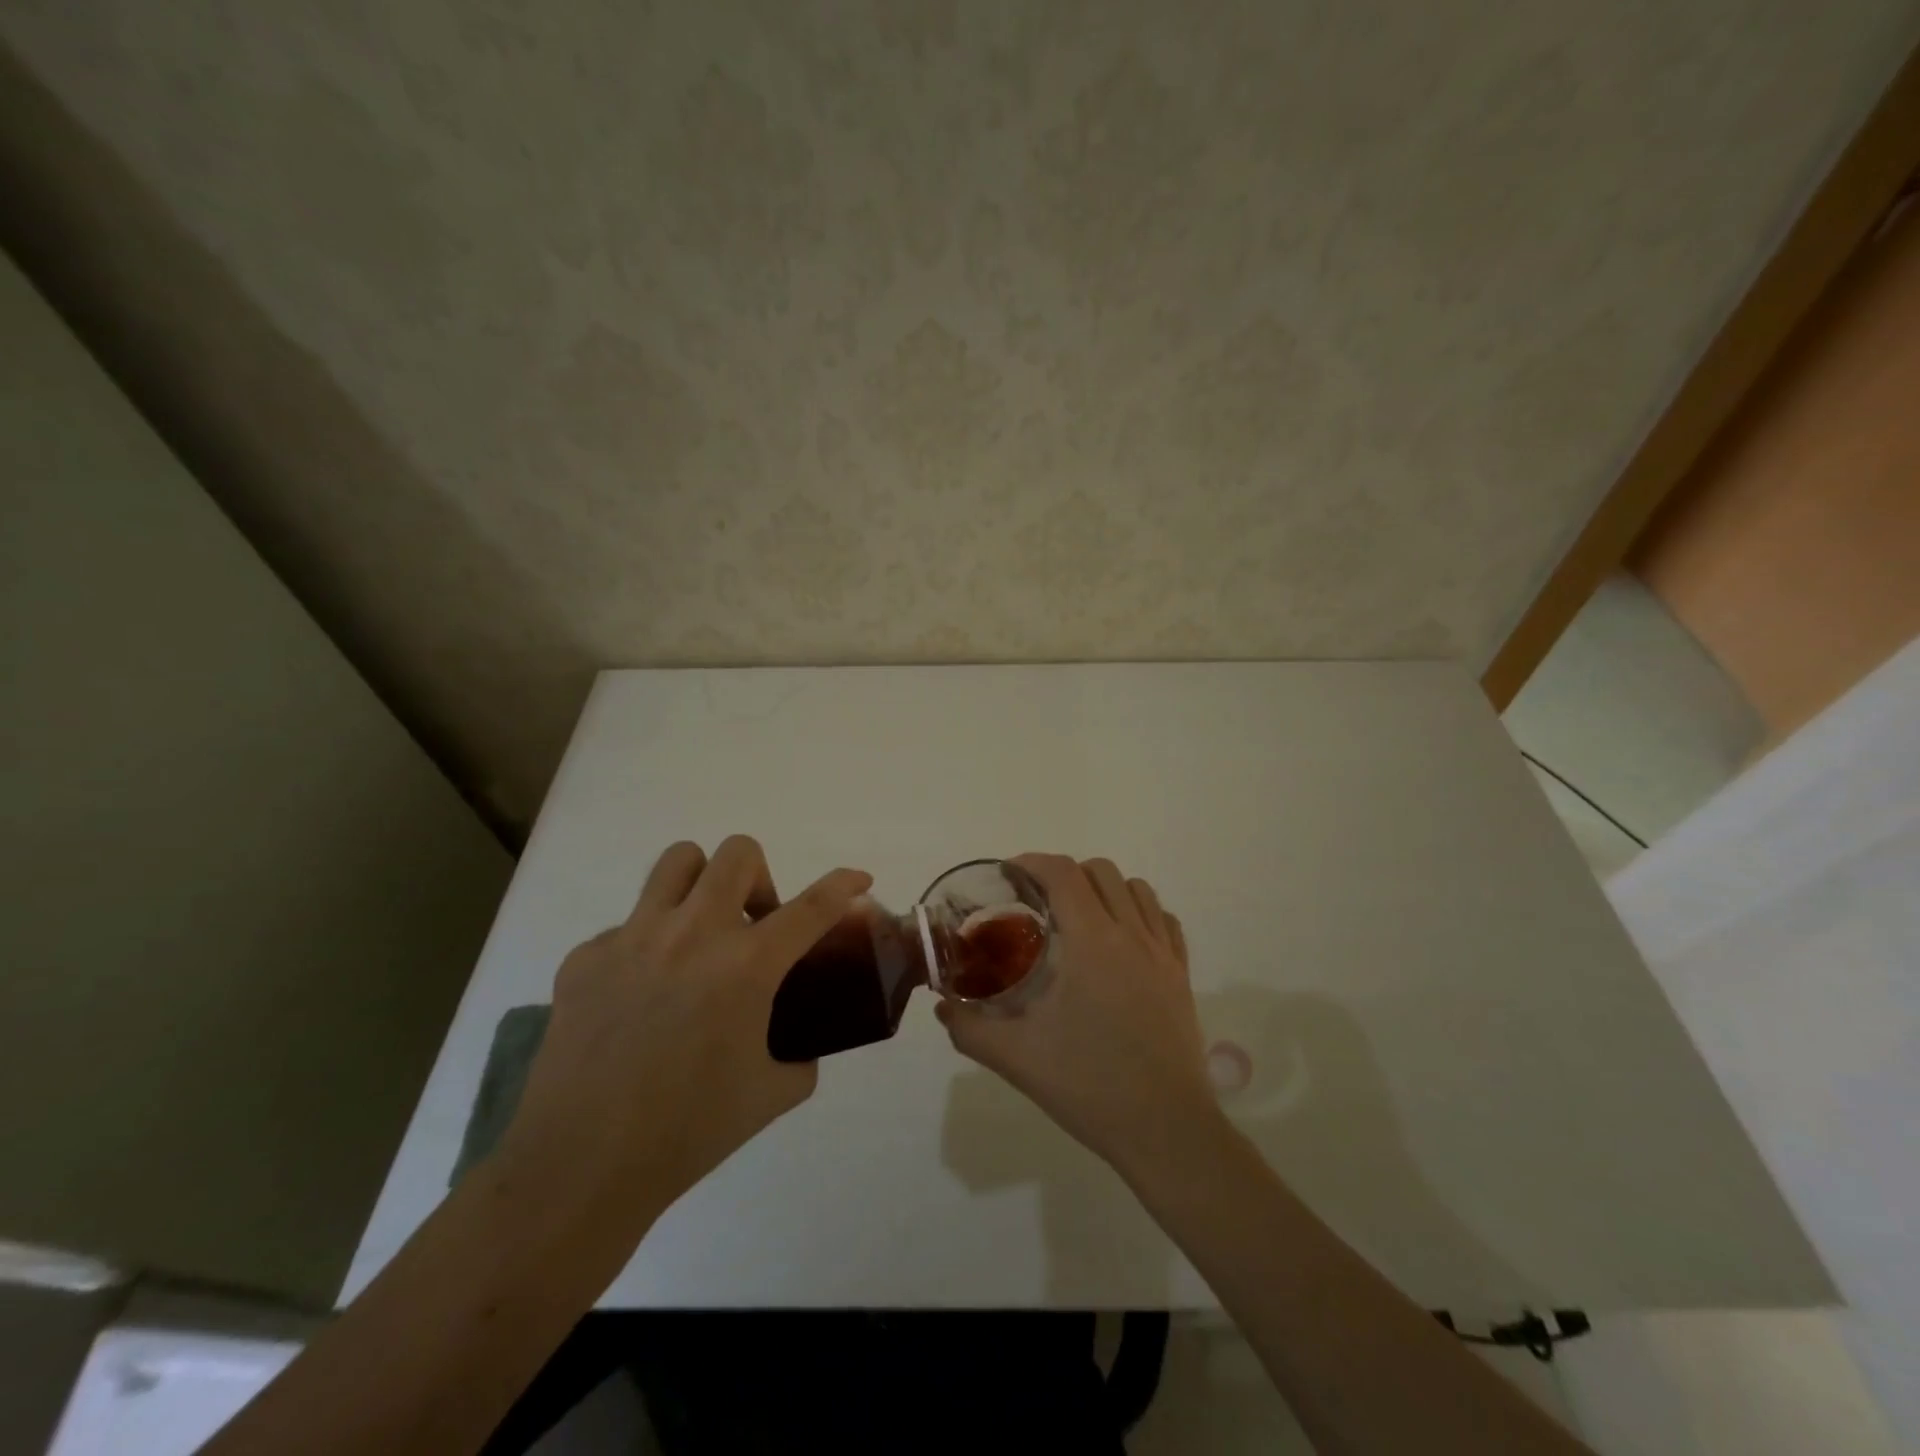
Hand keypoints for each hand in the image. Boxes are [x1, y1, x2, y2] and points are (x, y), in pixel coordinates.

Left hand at [498, 836, 870, 1246]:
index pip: (812, 906)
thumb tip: (801, 1046)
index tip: (859, 879)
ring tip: (699, 931)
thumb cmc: (688, 1132)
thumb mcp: (771, 1094)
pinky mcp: (586, 956)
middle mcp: (693, 934)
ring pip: (678, 861)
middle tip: (754, 924)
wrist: (581, 1166)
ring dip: (702, 885)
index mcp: (746, 966)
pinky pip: (627, 926)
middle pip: (737, 853)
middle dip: (760, 877)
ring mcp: (633, 938)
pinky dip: (647, 946)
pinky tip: (639, 996)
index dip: (844, 885)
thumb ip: (800, 1058)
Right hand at [936, 853, 1224, 1179]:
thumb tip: (943, 1006)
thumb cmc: (1089, 1086)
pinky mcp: (1182, 974)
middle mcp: (1131, 933)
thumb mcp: (1016, 1058)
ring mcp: (1163, 953)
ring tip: (1080, 917)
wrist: (1165, 1130)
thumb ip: (970, 1027)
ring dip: (1104, 888)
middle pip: (1100, 871)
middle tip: (1038, 903)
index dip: (1032, 862)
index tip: (1009, 876)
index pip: (1062, 873)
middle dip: (1064, 874)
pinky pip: (1163, 919)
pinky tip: (1121, 940)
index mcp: (1091, 942)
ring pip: (1136, 888)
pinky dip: (1139, 912)